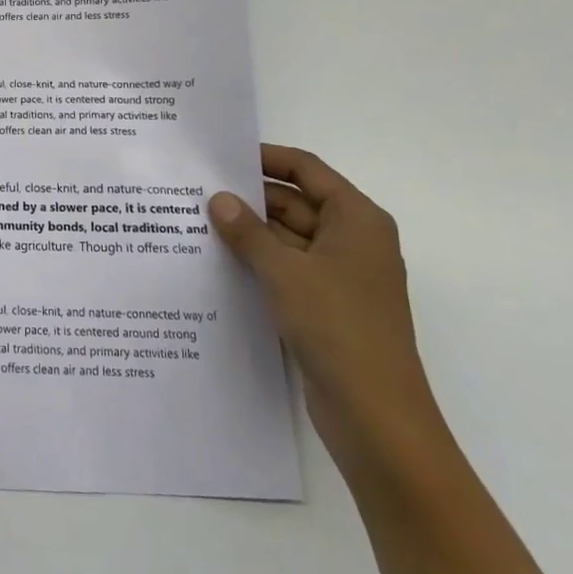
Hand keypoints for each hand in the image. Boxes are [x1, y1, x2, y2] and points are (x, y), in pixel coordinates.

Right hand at [210, 146, 447, 477]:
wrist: (376, 418)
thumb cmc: (338, 327)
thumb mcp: (285, 272)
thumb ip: (248, 232)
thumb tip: (218, 199)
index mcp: (356, 219)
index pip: (306, 170)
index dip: (266, 158)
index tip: (222, 155)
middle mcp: (351, 241)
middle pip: (295, 204)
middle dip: (250, 199)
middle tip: (196, 191)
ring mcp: (339, 277)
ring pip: (287, 240)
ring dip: (249, 234)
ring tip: (195, 223)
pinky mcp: (325, 307)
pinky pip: (286, 271)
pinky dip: (257, 263)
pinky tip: (216, 262)